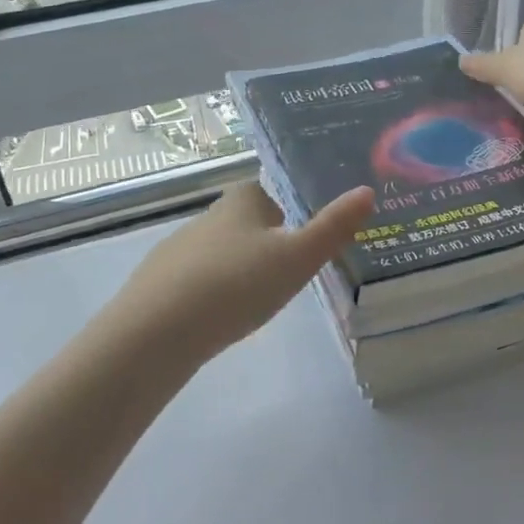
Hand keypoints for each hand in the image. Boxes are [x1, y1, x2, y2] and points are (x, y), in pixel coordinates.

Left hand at [115, 180, 375, 361]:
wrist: (158, 331)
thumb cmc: (237, 284)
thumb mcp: (297, 258)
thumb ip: (333, 228)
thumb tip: (367, 192)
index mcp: (241, 202)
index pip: (266, 192)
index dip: (285, 211)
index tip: (299, 239)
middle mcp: (206, 217)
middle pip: (242, 223)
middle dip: (262, 243)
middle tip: (285, 274)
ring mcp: (176, 250)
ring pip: (217, 253)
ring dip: (235, 270)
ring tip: (254, 301)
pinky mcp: (156, 283)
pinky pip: (193, 281)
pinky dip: (209, 294)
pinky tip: (218, 319)